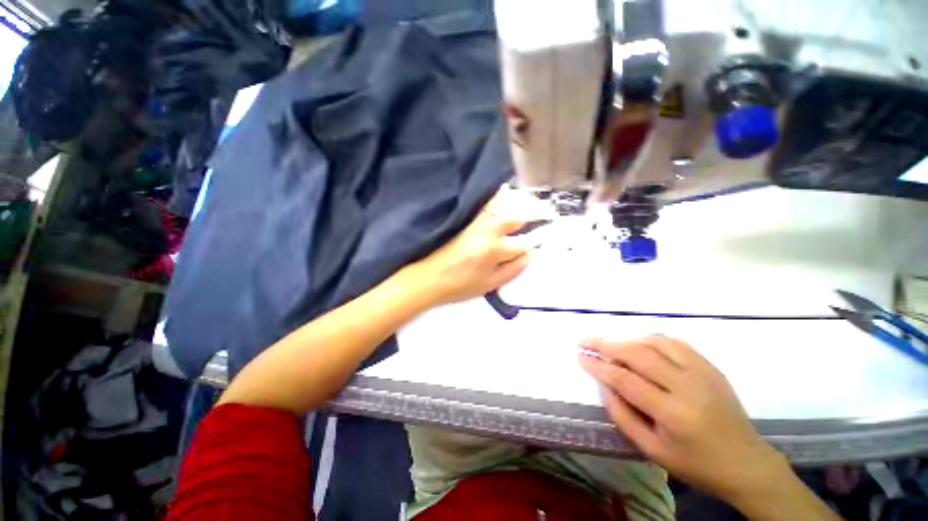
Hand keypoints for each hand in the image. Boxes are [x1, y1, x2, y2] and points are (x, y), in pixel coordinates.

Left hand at [406, 187, 541, 306]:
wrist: (427, 278)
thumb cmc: (459, 286)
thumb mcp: (490, 285)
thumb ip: (513, 269)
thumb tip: (528, 255)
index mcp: (495, 250)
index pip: (523, 244)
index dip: (530, 246)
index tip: (534, 245)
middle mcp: (487, 230)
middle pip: (517, 216)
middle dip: (533, 214)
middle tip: (543, 215)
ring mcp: (475, 221)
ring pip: (502, 204)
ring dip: (518, 202)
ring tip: (529, 205)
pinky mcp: (465, 219)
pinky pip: (486, 204)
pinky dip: (498, 199)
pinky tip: (504, 199)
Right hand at [578, 336, 787, 502]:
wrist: (747, 463)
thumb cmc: (697, 464)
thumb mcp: (654, 451)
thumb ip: (623, 416)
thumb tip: (603, 385)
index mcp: (674, 413)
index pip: (625, 379)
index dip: (598, 366)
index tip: (580, 356)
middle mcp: (688, 386)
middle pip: (638, 353)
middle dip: (606, 344)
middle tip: (585, 341)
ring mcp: (702, 372)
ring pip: (655, 342)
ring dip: (627, 339)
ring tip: (609, 344)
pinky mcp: (710, 366)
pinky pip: (674, 342)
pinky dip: (651, 339)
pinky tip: (639, 344)